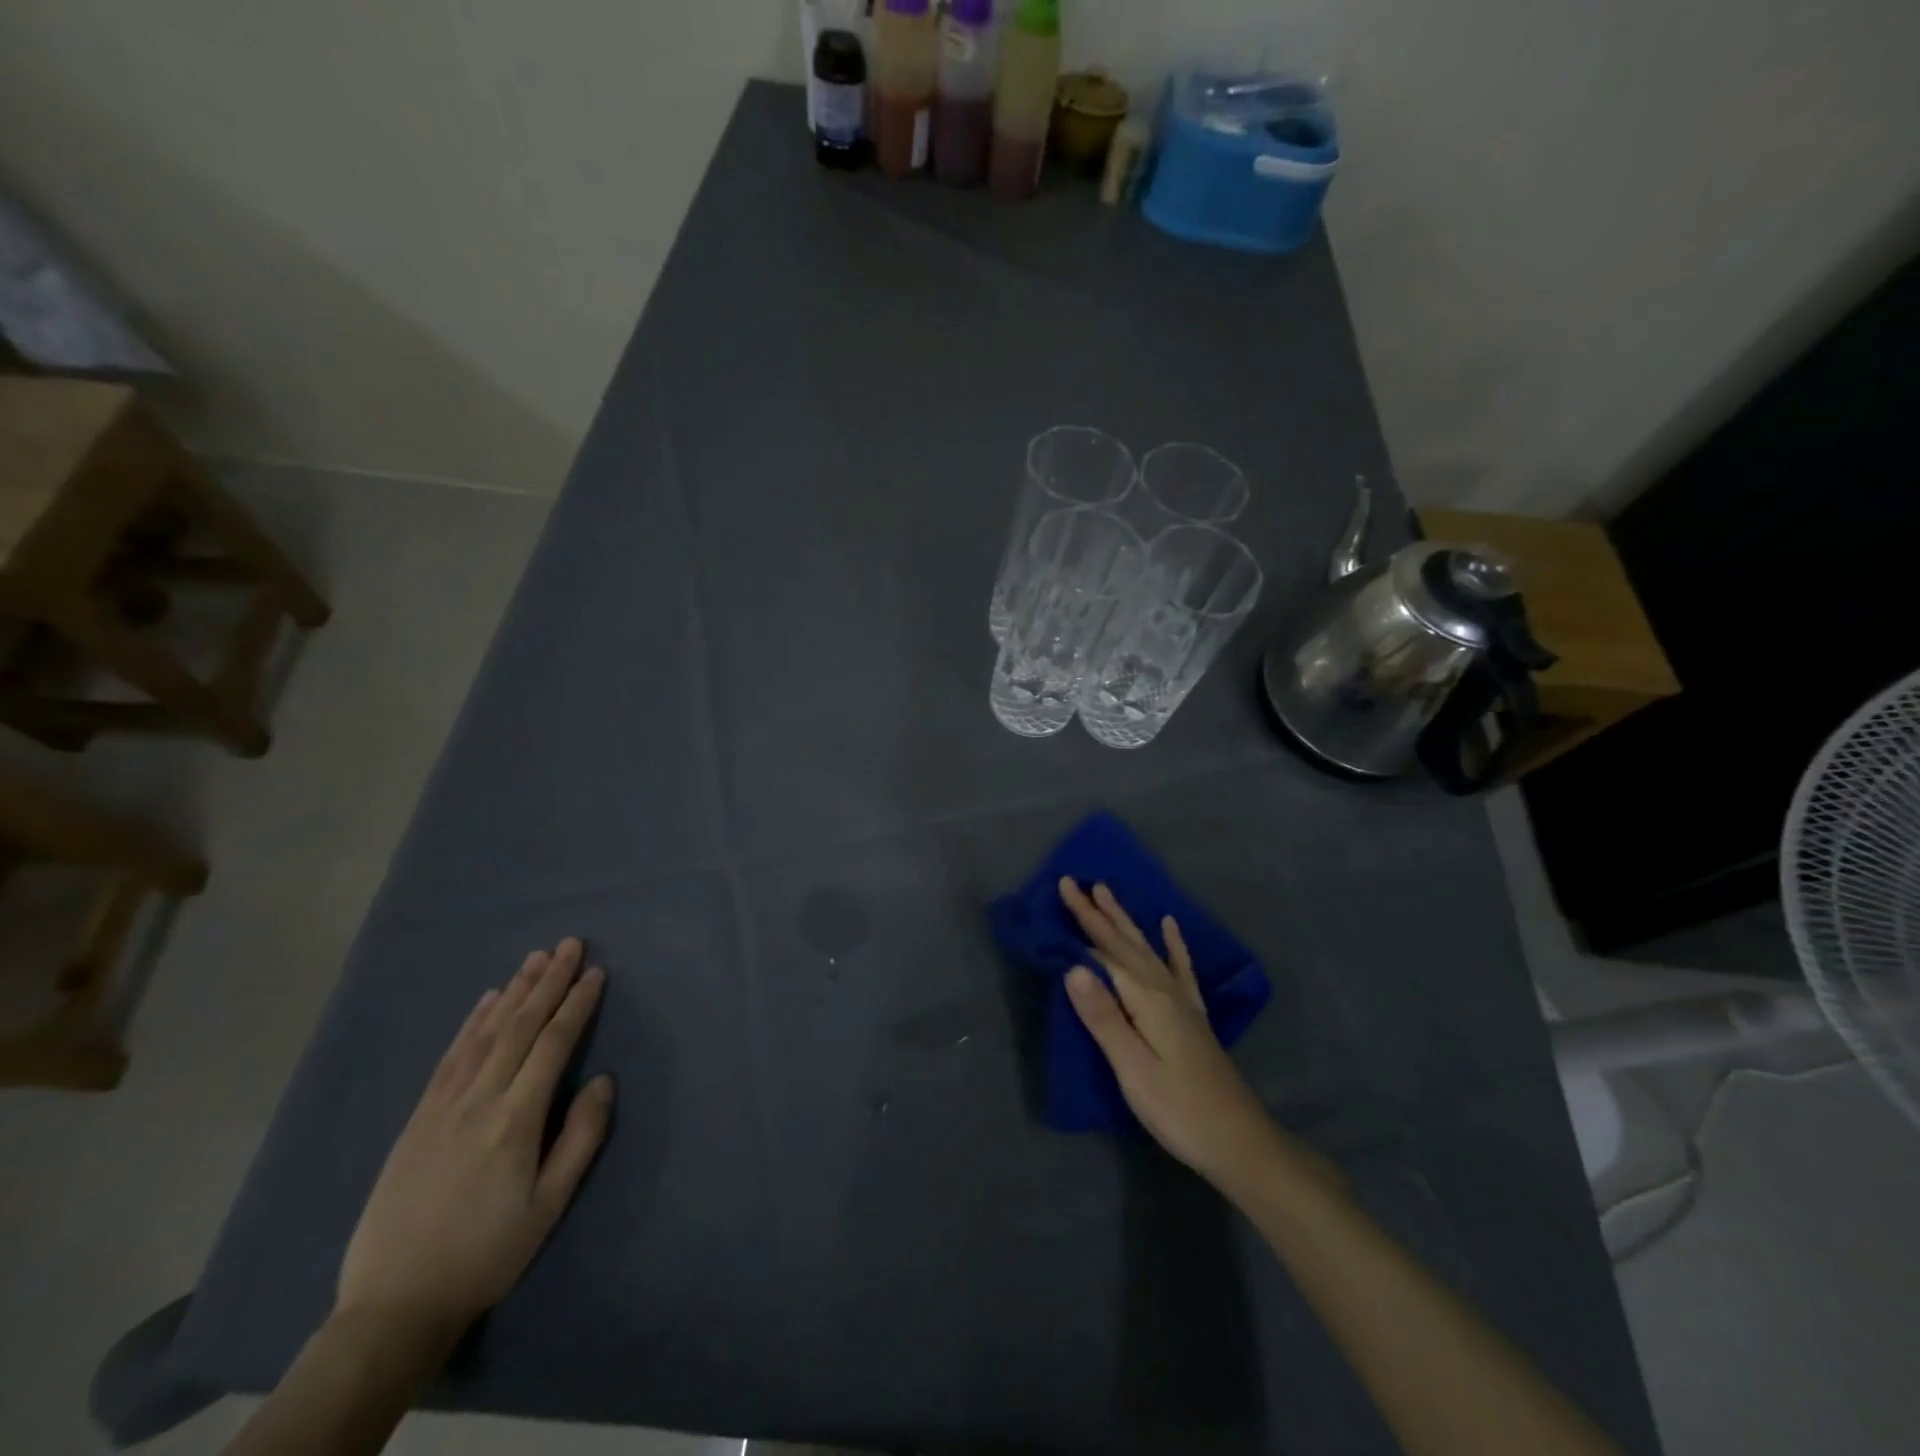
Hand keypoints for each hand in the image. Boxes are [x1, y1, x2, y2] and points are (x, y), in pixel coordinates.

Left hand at [335, 938, 612, 1342]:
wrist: (395, 1304)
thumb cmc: (487, 1253)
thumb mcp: (549, 1205)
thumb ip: (580, 1138)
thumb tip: (604, 1080)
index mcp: (515, 1120)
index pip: (553, 1045)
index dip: (576, 1004)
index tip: (595, 972)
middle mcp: (478, 1100)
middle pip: (519, 1027)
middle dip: (548, 982)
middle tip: (570, 945)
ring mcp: (443, 1106)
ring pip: (485, 1033)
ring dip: (514, 991)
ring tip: (536, 958)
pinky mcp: (418, 1118)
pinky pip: (450, 1057)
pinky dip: (472, 1022)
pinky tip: (487, 1000)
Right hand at [1059, 879, 1281, 1187]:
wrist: (1240, 1141)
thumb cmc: (1178, 1109)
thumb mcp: (1133, 1068)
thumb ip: (1103, 1017)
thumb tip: (1073, 966)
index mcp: (1146, 998)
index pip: (1105, 950)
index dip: (1083, 919)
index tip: (1063, 886)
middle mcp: (1164, 989)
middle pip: (1124, 942)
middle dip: (1098, 911)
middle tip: (1076, 881)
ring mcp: (1182, 1001)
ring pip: (1147, 947)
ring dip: (1125, 920)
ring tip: (1108, 892)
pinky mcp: (1192, 1016)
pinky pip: (1180, 968)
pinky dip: (1173, 944)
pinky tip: (1170, 925)